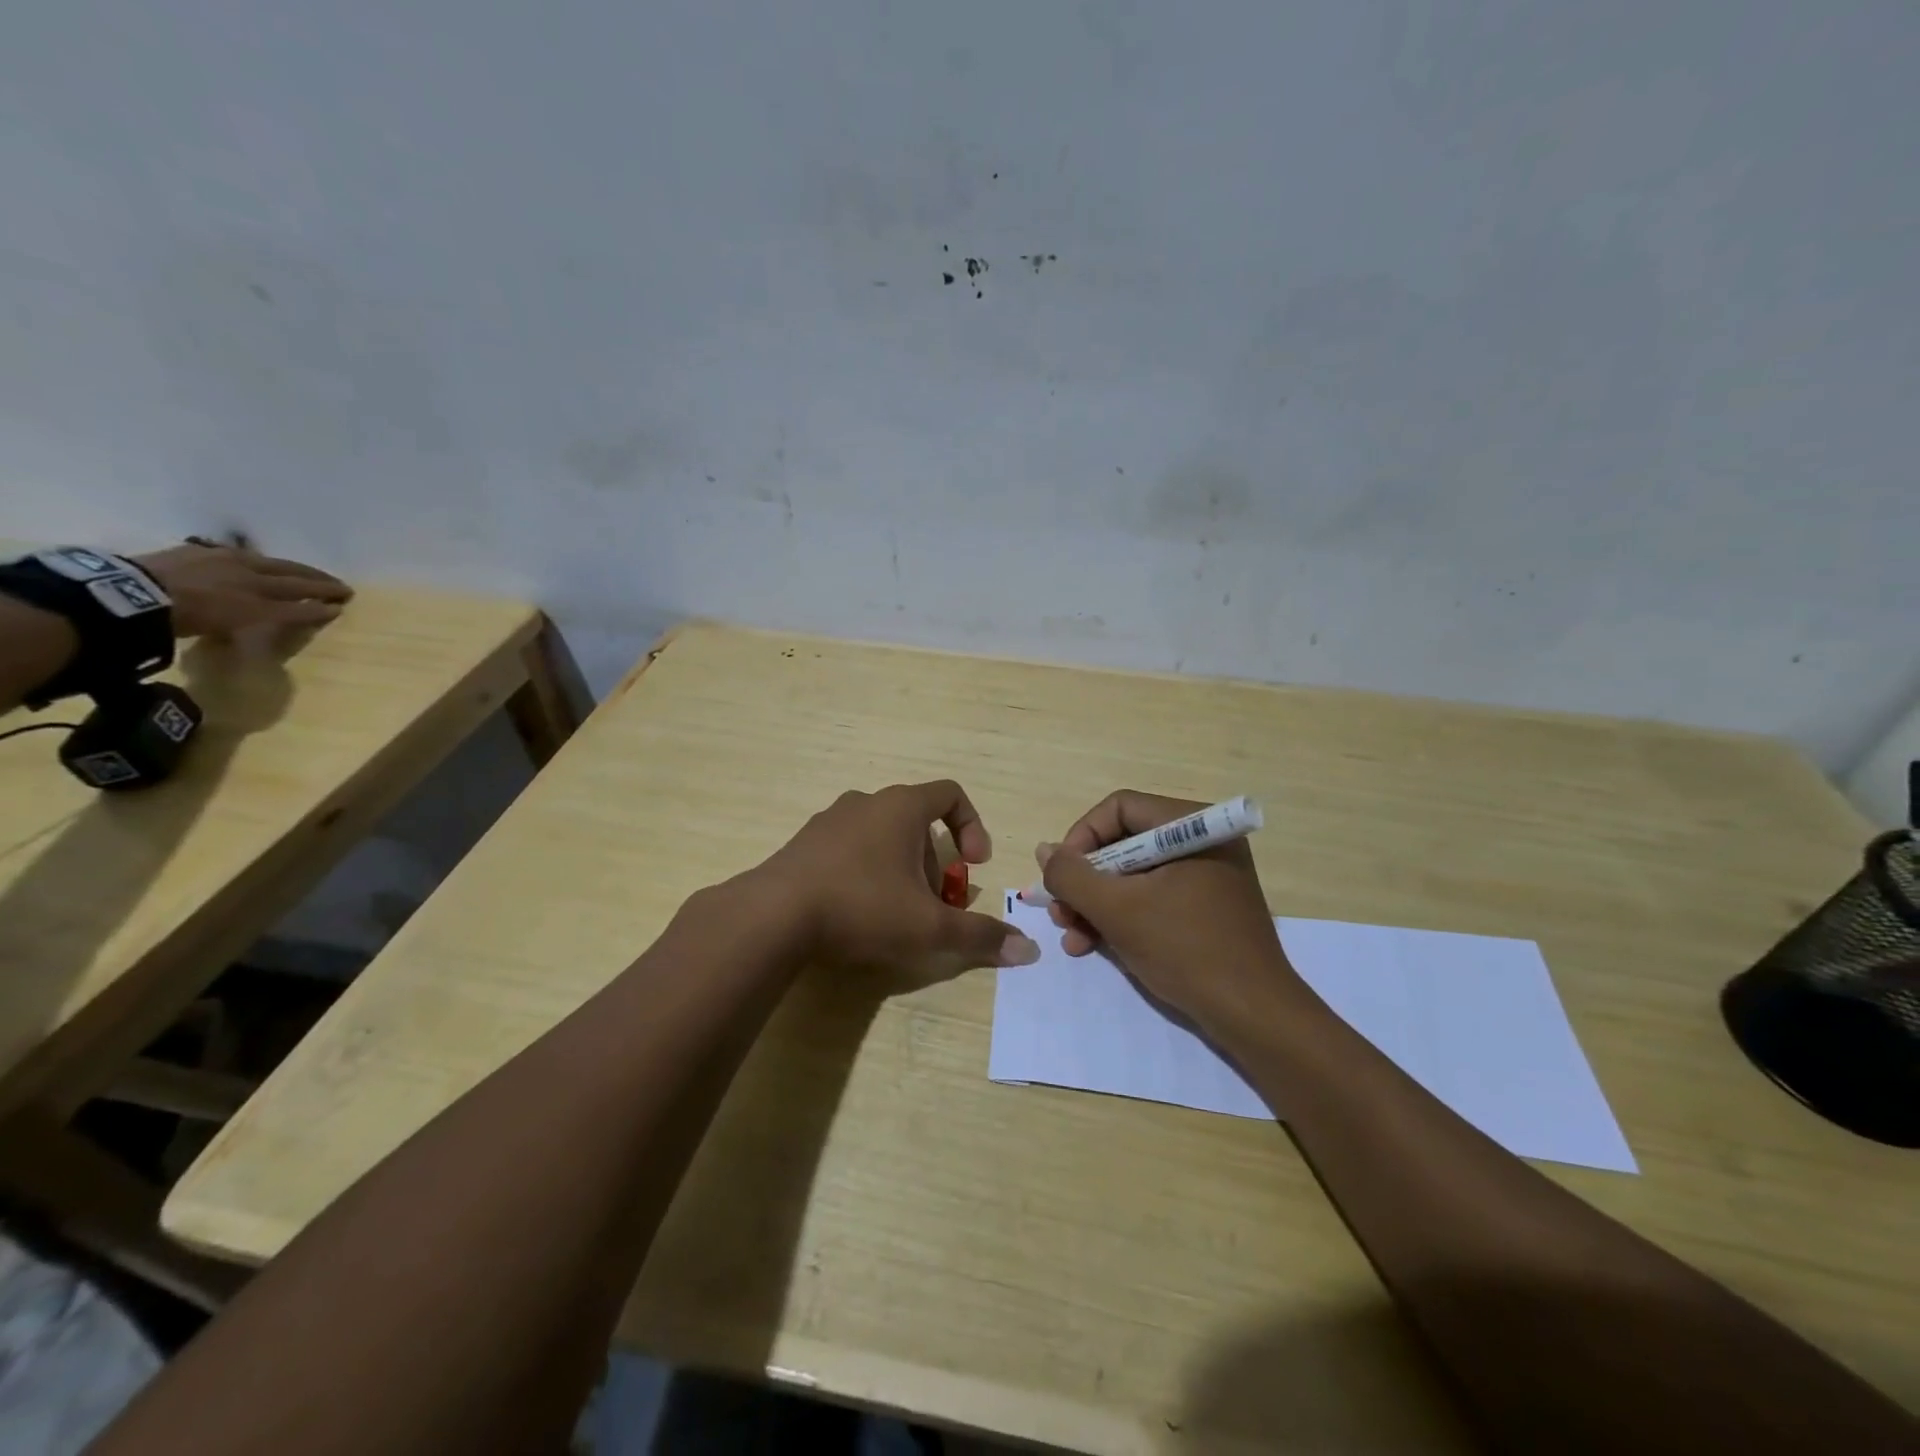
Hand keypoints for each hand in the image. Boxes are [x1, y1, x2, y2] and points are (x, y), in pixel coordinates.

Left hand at [135, 542, 352, 636]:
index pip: (299, 594)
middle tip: (338, 585)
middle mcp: (247, 568)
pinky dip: (249, 560)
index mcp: (259, 586)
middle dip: (317, 581)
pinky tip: (248, 561)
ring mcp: (219, 557)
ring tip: (300, 572)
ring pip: (264, 561)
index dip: (321, 601)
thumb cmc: (189, 616)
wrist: (132, 594)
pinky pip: (231, 554)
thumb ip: (276, 614)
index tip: (342, 605)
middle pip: (290, 574)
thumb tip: (308, 610)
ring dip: (289, 568)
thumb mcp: (237, 623)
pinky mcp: (192, 552)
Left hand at [753, 780, 1040, 974]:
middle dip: (934, 862)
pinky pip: (849, 848)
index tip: (973, 865)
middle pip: (916, 821)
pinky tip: (856, 912)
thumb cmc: (862, 907)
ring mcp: (830, 819)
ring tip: (896, 912)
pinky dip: (866, 871)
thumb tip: (1029, 950)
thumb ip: (979, 935)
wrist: (773, 915)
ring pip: (882, 835)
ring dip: (901, 867)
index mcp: (901, 806)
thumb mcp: (928, 927)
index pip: (951, 794)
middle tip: (933, 904)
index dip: (972, 826)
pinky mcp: (804, 843)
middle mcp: (866, 802)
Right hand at [1038, 790, 1302, 1035]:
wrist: (1254, 1016)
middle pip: (1123, 843)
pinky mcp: (1206, 907)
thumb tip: (1045, 851)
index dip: (1081, 838)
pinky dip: (1122, 917)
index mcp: (1191, 826)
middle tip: (1061, 913)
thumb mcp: (1117, 911)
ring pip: (1134, 875)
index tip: (1061, 877)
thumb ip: (1072, 876)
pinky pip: (1153, 898)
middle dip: (1086, 881)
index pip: (1118, 809)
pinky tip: (1094, 945)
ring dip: (1097, 904)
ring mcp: (1206, 876)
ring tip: (1073, 937)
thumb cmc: (1186, 950)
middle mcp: (1202, 841)